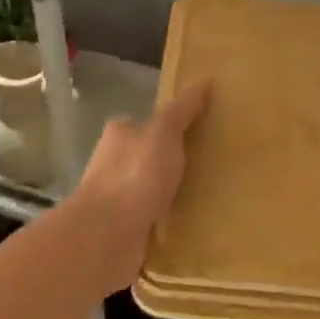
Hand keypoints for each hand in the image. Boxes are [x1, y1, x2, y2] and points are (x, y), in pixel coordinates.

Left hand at [75, 83, 210, 292]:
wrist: (106, 237)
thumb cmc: (135, 176)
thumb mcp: (164, 133)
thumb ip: (182, 110)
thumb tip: (204, 81)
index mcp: (119, 135)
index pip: (148, 124)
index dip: (173, 127)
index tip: (203, 135)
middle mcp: (113, 164)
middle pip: (150, 158)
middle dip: (175, 163)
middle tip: (213, 167)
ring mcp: (117, 200)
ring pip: (152, 191)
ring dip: (173, 195)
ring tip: (210, 198)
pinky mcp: (124, 231)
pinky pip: (154, 221)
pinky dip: (169, 222)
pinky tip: (192, 226)